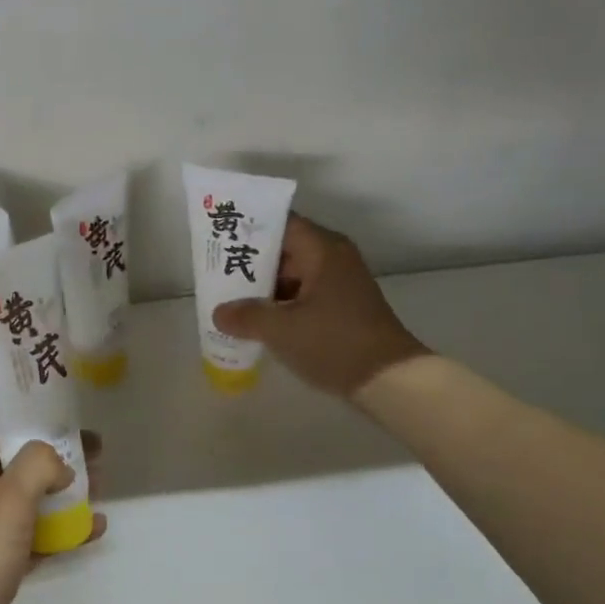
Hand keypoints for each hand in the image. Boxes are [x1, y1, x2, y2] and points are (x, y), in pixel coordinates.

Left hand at [0, 414, 105, 603]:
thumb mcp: (7, 501)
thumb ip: (37, 465)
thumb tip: (58, 463)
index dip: (29, 413)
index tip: (68, 411)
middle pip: (18, 461)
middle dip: (57, 453)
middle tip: (99, 451)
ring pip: (29, 499)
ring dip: (63, 491)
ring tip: (103, 486)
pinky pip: (34, 537)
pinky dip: (61, 530)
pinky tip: (94, 530)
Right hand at [211, 214, 427, 397]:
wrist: (389, 380)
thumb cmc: (335, 343)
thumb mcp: (283, 330)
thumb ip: (246, 317)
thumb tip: (218, 313)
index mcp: (323, 250)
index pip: (281, 224)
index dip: (249, 228)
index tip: (220, 238)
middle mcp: (333, 259)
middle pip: (284, 249)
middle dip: (250, 261)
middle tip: (215, 271)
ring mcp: (338, 284)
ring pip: (291, 275)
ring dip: (262, 287)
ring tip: (227, 298)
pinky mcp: (340, 308)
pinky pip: (301, 295)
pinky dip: (279, 304)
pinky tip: (254, 320)